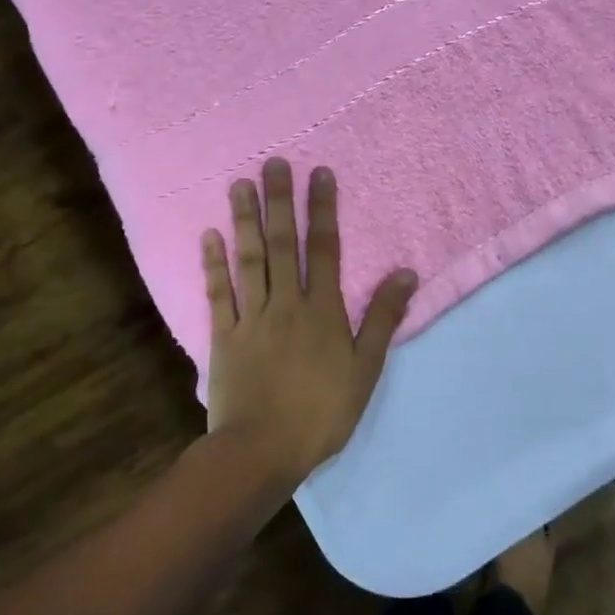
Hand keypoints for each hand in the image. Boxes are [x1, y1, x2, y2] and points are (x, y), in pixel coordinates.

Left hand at [202, 158, 417, 486]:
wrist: (261, 451)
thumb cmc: (322, 413)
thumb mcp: (365, 369)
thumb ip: (382, 318)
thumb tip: (405, 273)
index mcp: (322, 310)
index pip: (324, 249)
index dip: (322, 209)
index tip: (319, 174)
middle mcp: (286, 303)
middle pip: (282, 244)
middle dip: (279, 201)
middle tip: (273, 163)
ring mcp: (251, 318)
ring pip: (248, 260)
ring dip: (244, 220)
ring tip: (239, 184)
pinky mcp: (223, 337)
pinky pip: (218, 294)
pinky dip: (213, 264)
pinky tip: (208, 235)